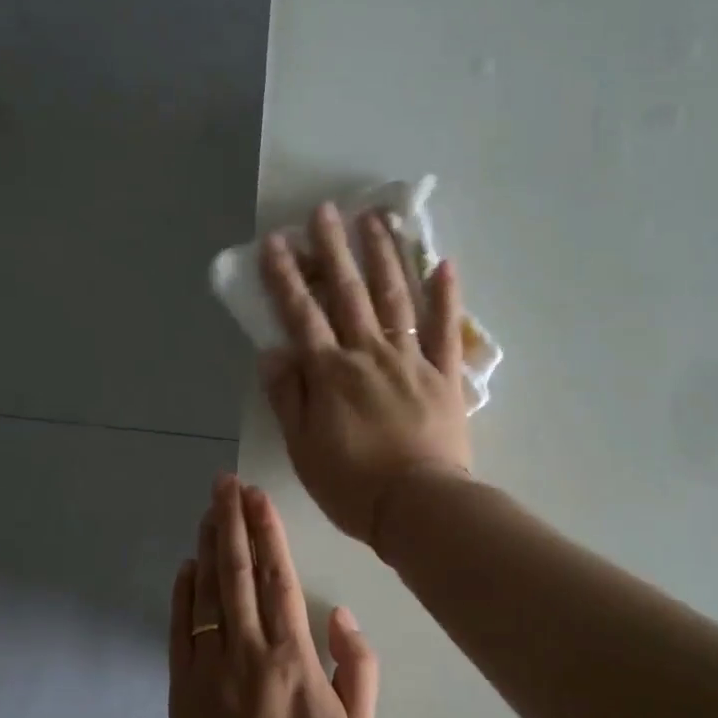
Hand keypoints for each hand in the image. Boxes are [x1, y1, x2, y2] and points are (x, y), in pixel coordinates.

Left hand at [168, 472, 378, 717]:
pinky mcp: (182, 689)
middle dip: (231, 521)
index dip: (268, 532)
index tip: (258, 497)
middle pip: (238, 572)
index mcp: (292, 656)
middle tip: (224, 483)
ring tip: (207, 509)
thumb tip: (340, 614)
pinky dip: (183, 595)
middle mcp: (247, 651)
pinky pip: (180, 631)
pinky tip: (187, 567)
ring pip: (208, 593)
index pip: (278, 578)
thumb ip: (358, 666)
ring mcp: (209, 668)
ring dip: (208, 546)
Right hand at [258, 202, 472, 546]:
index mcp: (331, 372)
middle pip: (348, 293)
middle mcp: (370, 353)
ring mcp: (412, 360)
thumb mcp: (303, 448)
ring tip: (376, 219)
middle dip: (334, 249)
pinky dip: (446, 296)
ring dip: (384, 256)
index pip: (302, 315)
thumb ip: (287, 397)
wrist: (419, 507)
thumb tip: (271, 352)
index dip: (286, 277)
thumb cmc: (353, 485)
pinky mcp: (445, 375)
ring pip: (396, 298)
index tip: (276, 242)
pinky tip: (444, 263)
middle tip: (326, 210)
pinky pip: (446, 329)